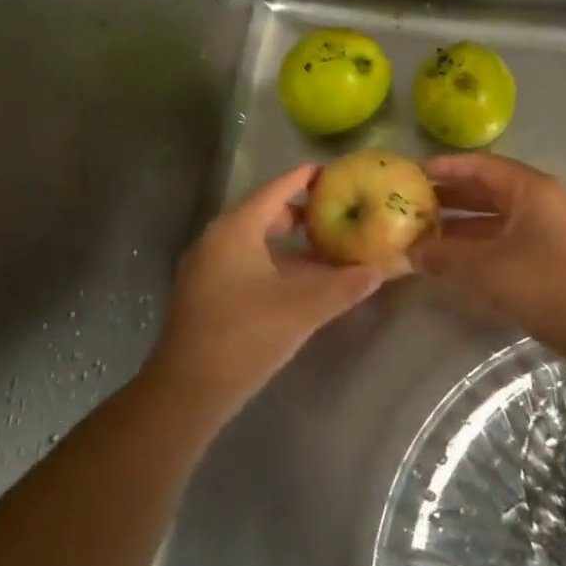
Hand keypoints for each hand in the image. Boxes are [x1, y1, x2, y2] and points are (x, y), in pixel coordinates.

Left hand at [143, 165, 384, 420]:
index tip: (335, 172)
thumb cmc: (244, 336)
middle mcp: (217, 240)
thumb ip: (343, 286)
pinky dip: (277, 267)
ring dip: (293, 247)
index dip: (305, 178)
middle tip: (340, 215)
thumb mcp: (302, 309)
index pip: (276, 190)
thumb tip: (379, 271)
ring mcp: (209, 268)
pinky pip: (248, 265)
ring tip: (330, 253)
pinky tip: (304, 286)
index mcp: (235, 230)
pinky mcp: (208, 294)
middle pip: (266, 214)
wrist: (187, 392)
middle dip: (304, 214)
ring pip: (258, 244)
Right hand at [411, 154, 565, 354]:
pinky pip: (503, 241)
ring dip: (460, 226)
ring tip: (421, 235)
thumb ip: (444, 256)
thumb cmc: (546, 285)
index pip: (480, 165)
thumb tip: (410, 251)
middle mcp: (539, 202)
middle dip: (448, 198)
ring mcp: (546, 231)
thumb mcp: (487, 269)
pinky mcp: (547, 258)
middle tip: (409, 206)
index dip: (445, 168)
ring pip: (494, 219)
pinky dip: (476, 247)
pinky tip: (450, 261)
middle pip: (486, 190)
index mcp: (530, 189)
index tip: (411, 174)